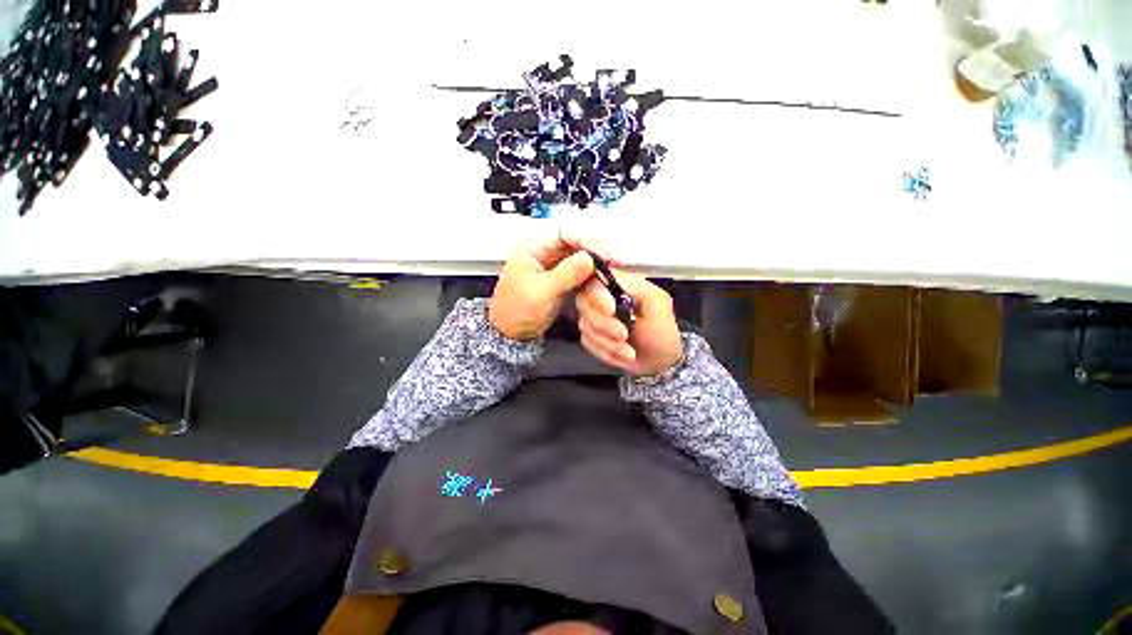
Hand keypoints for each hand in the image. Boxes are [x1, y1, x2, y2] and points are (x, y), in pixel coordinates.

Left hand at [489, 230, 614, 341]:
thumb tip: (589, 258)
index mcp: (534, 247)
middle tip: (614, 267)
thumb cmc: (514, 310)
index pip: (565, 234)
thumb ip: (564, 275)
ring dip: (599, 273)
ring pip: (585, 262)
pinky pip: (585, 276)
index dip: (587, 241)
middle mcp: (548, 252)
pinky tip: (604, 288)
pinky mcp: (566, 280)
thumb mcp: (539, 292)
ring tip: (611, 285)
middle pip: (579, 246)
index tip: (604, 255)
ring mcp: (558, 266)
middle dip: (598, 258)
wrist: (512, 332)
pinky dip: (595, 283)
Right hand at [575, 270, 682, 376]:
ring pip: (584, 324)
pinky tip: (621, 353)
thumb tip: (609, 276)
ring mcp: (594, 317)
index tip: (611, 311)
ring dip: (608, 342)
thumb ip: (633, 285)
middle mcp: (603, 298)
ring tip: (628, 350)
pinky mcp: (591, 335)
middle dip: (604, 324)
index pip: (594, 279)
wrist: (659, 364)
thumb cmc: (661, 333)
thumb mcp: (656, 303)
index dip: (598, 296)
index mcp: (619, 284)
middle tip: (624, 335)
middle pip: (584, 302)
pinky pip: (586, 341)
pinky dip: (605, 351)